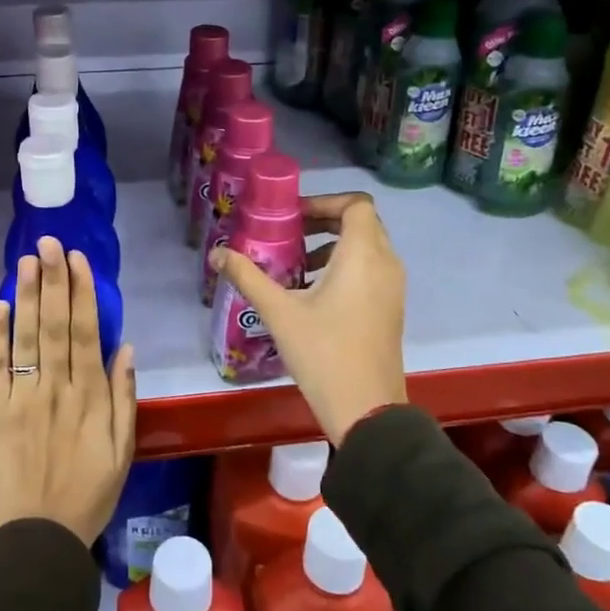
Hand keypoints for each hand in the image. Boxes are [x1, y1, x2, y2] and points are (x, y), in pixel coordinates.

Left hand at [0, 237, 137, 544]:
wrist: (40, 534)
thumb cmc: (90, 491)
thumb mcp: (123, 448)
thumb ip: (124, 397)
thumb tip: (125, 347)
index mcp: (90, 396)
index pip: (85, 332)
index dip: (82, 293)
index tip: (79, 260)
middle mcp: (56, 388)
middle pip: (54, 325)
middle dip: (53, 280)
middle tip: (51, 242)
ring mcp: (23, 398)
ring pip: (26, 338)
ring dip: (26, 296)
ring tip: (27, 260)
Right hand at [213, 192, 406, 445]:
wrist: (366, 409)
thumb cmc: (323, 353)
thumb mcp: (279, 312)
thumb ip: (248, 276)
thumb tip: (216, 253)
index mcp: (363, 255)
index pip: (356, 204)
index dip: (324, 201)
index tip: (292, 216)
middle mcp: (386, 263)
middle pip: (361, 223)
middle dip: (324, 221)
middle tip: (288, 233)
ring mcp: (393, 288)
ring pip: (367, 248)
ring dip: (333, 246)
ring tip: (295, 264)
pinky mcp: (391, 308)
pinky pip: (371, 270)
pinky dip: (345, 267)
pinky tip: (312, 294)